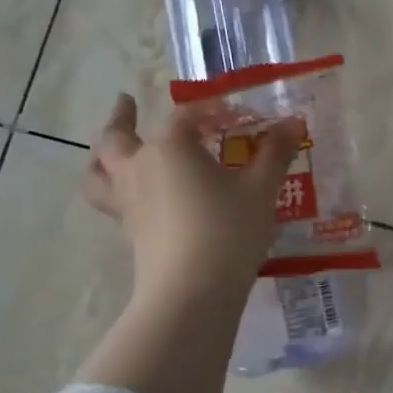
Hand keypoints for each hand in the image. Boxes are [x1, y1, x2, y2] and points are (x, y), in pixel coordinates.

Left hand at [82, 93, 302, 297]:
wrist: (193, 290)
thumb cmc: (229, 229)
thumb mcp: (261, 188)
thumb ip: (275, 153)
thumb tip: (292, 123)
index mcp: (171, 148)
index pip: (186, 117)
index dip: (209, 111)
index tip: (231, 113)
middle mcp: (141, 168)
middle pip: (118, 138)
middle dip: (121, 118)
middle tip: (126, 102)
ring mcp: (129, 202)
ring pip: (99, 173)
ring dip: (101, 157)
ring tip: (107, 152)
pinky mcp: (130, 232)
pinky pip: (111, 201)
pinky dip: (115, 190)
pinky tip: (136, 196)